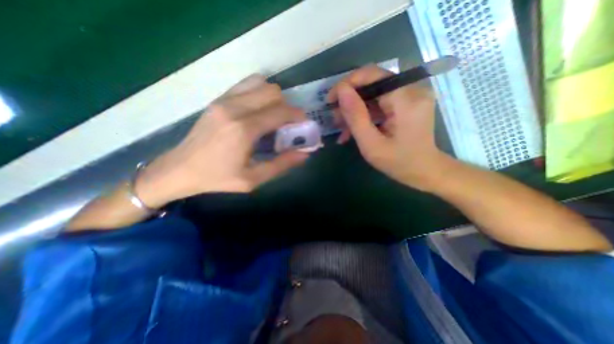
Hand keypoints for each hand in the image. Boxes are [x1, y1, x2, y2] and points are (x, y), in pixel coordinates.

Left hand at [135, 74, 307, 206]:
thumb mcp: (253, 179)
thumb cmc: (218, 178)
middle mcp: (235, 108)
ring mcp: (224, 100)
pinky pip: (246, 85)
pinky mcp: (218, 99)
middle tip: (287, 124)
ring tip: (273, 117)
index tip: (304, 125)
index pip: (281, 112)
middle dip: (287, 106)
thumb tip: (305, 154)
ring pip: (261, 84)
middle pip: (273, 92)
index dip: (298, 116)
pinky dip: (259, 93)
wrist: (180, 169)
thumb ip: (282, 165)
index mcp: (244, 129)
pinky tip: (258, 111)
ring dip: (273, 98)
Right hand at [329, 65, 451, 190]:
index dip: (347, 84)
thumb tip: (341, 91)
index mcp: (405, 99)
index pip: (372, 75)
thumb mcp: (371, 144)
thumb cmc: (398, 162)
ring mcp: (411, 95)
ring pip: (374, 94)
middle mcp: (412, 90)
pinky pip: (380, 102)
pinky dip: (365, 114)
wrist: (424, 171)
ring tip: (342, 128)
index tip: (330, 100)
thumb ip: (356, 116)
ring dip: (355, 109)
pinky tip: (354, 129)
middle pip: (372, 83)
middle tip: (335, 118)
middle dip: (349, 99)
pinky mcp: (407, 103)